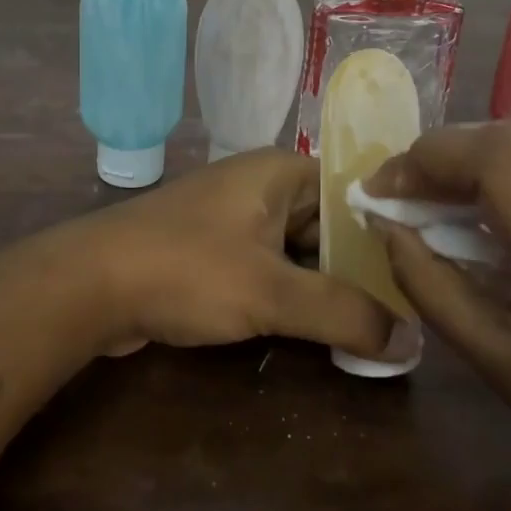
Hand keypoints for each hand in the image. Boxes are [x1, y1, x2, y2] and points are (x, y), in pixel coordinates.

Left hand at [67, 149, 394, 360]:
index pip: (354, 192)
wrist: (87, 286)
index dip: (388, 233)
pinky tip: (316, 332)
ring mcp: (234, 219)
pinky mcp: (213, 252)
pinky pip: (269, 269)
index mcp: (280, 172)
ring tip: (370, 331)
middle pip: (329, 225)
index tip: (422, 276)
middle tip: (402, 317)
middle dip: (358, 271)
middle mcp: (261, 185)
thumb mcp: (272, 293)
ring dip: (325, 289)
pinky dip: (291, 297)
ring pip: (299, 252)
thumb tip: (410, 338)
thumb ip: (344, 313)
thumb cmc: (186, 270)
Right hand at [365, 119, 510, 510]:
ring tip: (441, 193)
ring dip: (478, 152)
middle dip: (447, 150)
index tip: (383, 190)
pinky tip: (494, 207)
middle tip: (406, 190)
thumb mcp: (499, 366)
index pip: (497, 160)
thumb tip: (386, 227)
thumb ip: (432, 289)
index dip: (429, 159)